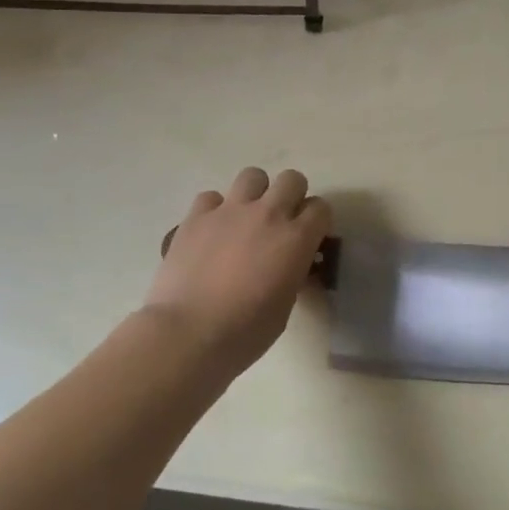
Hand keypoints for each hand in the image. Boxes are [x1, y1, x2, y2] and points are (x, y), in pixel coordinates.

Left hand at [147, 167, 331, 369]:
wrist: (187, 334)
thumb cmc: (245, 332)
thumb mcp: (285, 306)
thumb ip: (292, 273)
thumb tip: (290, 264)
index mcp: (296, 239)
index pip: (321, 209)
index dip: (317, 222)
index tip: (310, 238)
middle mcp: (267, 214)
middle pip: (292, 179)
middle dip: (292, 196)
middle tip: (281, 222)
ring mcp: (229, 211)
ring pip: (253, 176)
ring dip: (255, 194)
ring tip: (246, 219)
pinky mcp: (196, 216)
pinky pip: (212, 197)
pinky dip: (215, 210)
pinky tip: (211, 232)